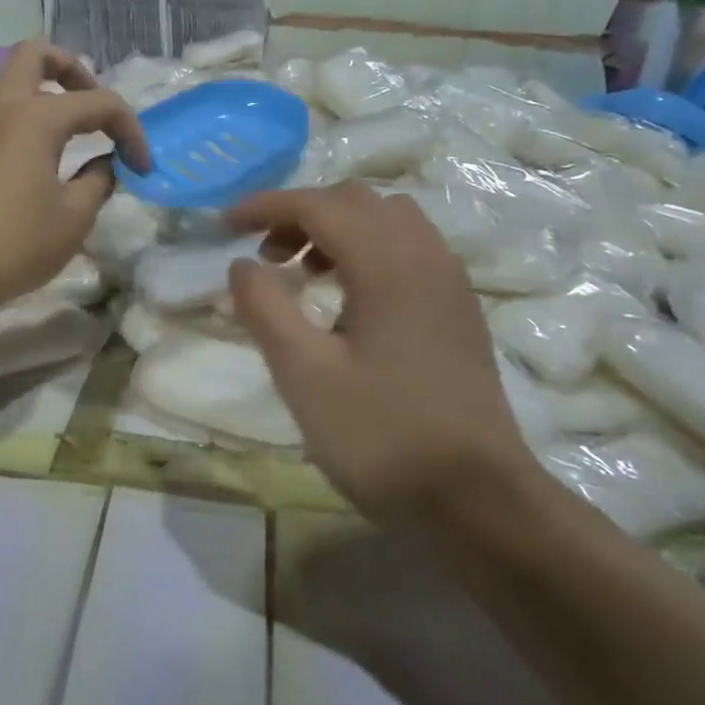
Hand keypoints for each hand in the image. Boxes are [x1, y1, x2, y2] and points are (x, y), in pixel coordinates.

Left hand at [0, 41, 150, 327]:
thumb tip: (108, 164)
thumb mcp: (74, 218)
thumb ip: (100, 180)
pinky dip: (31, 117)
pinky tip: (47, 157)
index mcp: (36, 116)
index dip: (131, 131)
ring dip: (50, 93)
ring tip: (78, 134)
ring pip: (16, 81)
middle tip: (96, 111)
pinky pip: (4, 111)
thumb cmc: (14, 244)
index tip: (142, 168)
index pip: (99, 102)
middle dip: (75, 70)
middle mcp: (3, 107)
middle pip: (37, 54)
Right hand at [226, 182, 533, 519]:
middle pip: (355, 201)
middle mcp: (426, 256)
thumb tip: (242, 264)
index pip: (318, 205)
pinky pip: (409, 247)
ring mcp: (449, 281)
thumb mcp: (304, 375)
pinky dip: (368, 249)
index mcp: (388, 263)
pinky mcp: (458, 309)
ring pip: (387, 219)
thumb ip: (265, 308)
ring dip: (338, 228)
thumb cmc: (382, 436)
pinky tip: (348, 298)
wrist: (479, 503)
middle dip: (301, 214)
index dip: (266, 206)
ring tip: (305, 273)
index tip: (225, 225)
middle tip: (266, 256)